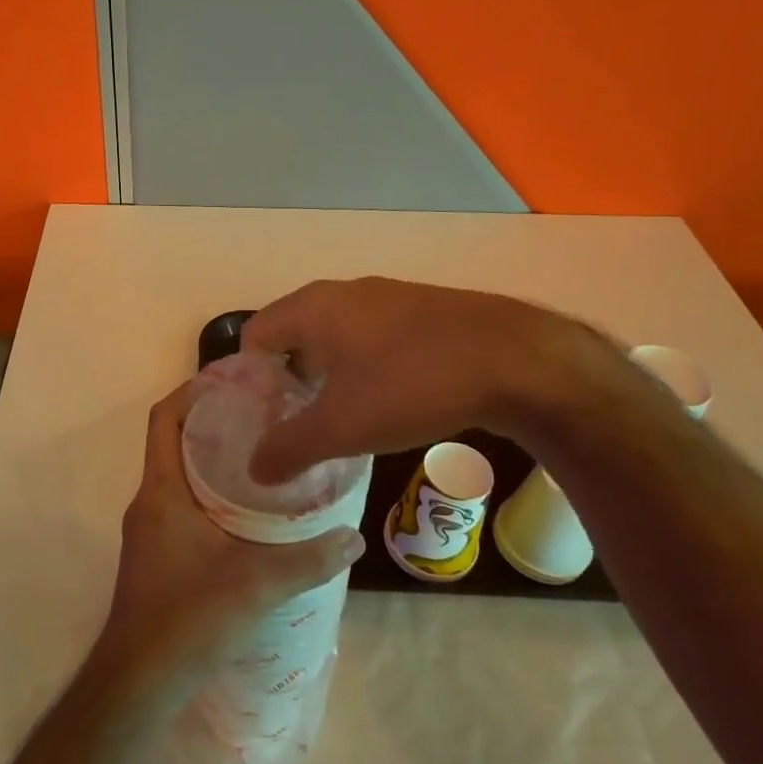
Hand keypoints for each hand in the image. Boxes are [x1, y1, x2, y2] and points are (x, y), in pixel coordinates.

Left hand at [91, 382, 365, 711]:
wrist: (138, 684)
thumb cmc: (187, 619)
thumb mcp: (255, 585)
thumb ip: (308, 560)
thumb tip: (354, 539)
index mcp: (161, 491)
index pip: (163, 418)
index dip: (191, 392)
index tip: (234, 380)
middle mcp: (149, 502)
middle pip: (175, 442)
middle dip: (215, 423)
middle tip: (266, 415)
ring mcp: (150, 530)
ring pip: (180, 476)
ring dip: (215, 461)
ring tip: (266, 456)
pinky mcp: (157, 555)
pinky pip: (183, 505)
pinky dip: (212, 495)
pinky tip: (250, 514)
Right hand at [243, 276, 622, 482]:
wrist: (514, 360)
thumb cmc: (410, 385)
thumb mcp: (341, 427)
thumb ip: (289, 448)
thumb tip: (254, 470)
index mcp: (313, 308)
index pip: (255, 334)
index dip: (248, 378)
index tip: (259, 418)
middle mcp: (343, 293)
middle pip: (294, 334)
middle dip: (288, 379)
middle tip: (294, 424)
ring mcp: (386, 297)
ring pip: (337, 336)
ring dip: (328, 374)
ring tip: (339, 419)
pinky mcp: (422, 311)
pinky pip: (373, 337)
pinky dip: (364, 367)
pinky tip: (387, 402)